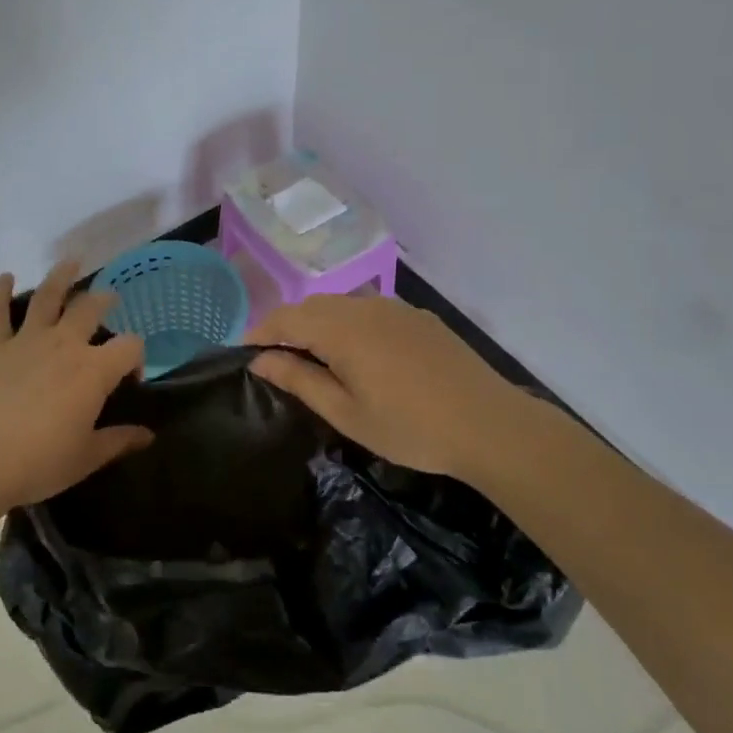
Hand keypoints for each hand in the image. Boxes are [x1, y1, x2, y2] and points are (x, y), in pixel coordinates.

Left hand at [0, 262, 151, 509]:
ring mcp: (28, 341)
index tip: (131, 377)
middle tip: (109, 299)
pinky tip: (5, 277)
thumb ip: (119, 440)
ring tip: (72, 261)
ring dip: (61, 276)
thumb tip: (148, 435)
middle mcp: (65, 344)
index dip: (137, 358)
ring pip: (47, 297)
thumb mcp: (87, 457)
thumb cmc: (40, 462)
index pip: (130, 347)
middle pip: (91, 308)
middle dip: (104, 300)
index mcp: (94, 370)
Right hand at [246, 294, 539, 483]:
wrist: (489, 424)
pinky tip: (360, 355)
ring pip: (342, 305)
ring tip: (315, 358)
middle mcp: (365, 306)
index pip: (285, 318)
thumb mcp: (346, 412)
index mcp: (341, 328)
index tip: (244, 353)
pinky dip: (349, 324)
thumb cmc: (409, 427)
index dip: (260, 333)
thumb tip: (259, 359)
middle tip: (276, 361)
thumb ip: (299, 379)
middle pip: (312, 306)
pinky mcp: (418, 317)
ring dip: (319, 324)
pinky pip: (370, 310)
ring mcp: (395, 307)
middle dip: (288, 327)